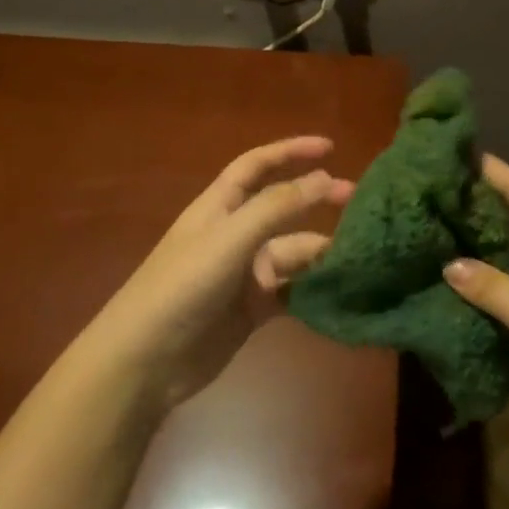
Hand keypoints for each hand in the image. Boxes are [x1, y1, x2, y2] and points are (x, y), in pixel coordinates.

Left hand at [88, 137, 354, 413]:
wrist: (147, 360)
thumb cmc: (183, 287)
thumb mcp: (230, 239)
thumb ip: (278, 207)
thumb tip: (325, 178)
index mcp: (220, 207)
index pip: (257, 166)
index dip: (290, 151)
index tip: (331, 148)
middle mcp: (235, 235)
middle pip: (283, 209)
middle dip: (317, 201)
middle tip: (360, 204)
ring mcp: (244, 274)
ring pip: (293, 253)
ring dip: (322, 252)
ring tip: (360, 254)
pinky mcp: (253, 310)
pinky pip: (293, 292)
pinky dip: (315, 290)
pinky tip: (342, 290)